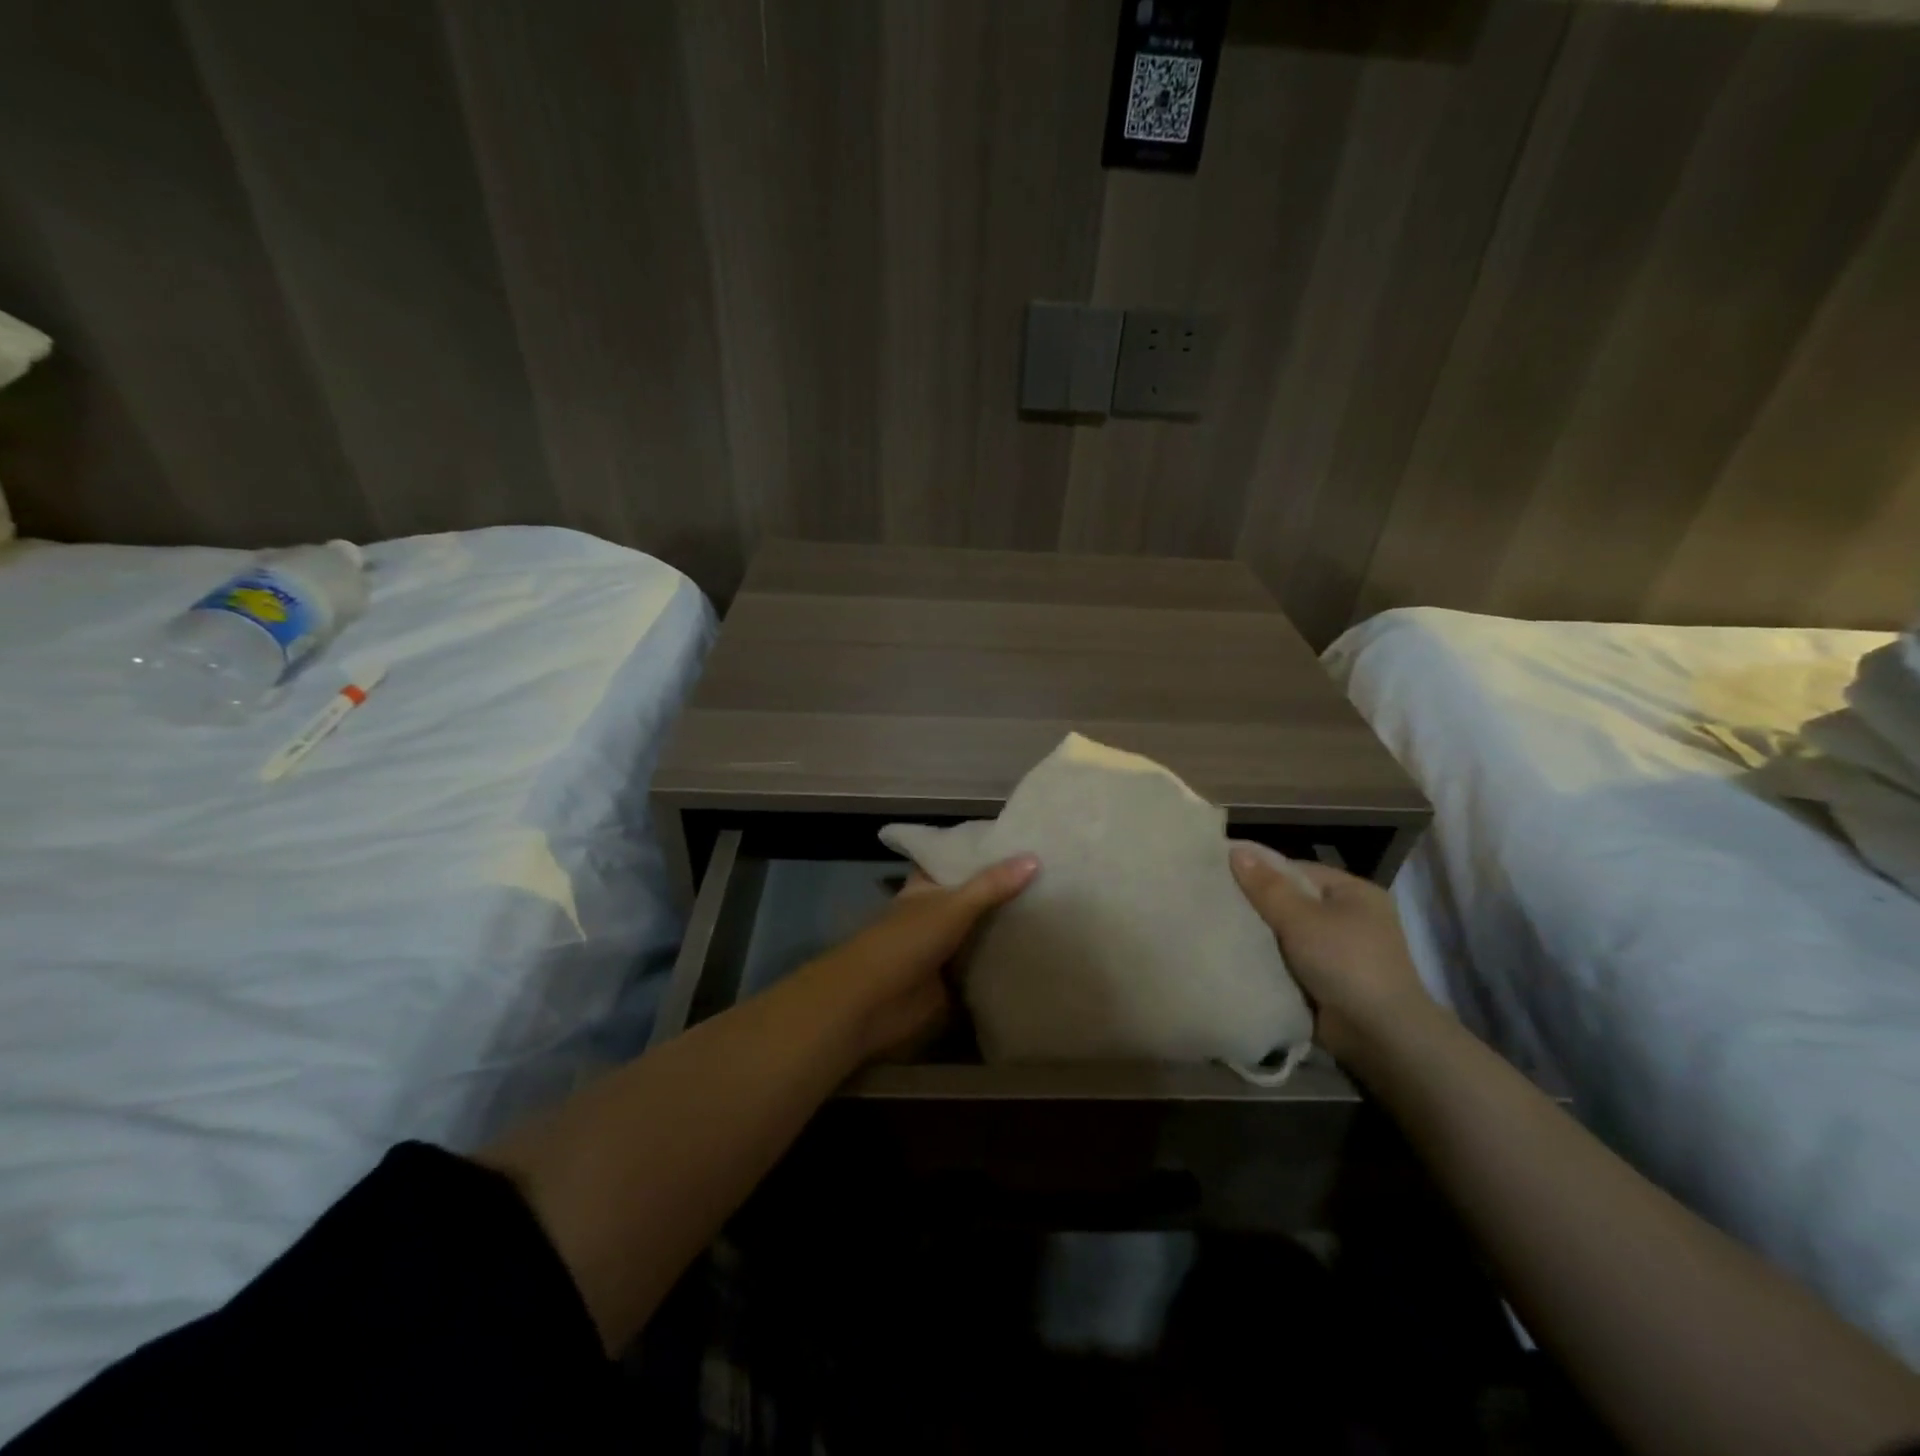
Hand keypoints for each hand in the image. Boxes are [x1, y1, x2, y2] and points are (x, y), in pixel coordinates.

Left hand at [791, 855, 1039, 1063]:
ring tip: (1057, 911)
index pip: (953, 862)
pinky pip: (985, 968)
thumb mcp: (951, 906)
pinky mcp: (954, 983)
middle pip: (974, 899)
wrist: (873, 1003)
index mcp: (926, 888)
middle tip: (1052, 877)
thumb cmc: (905, 941)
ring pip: (981, 933)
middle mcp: (935, 914)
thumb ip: (991, 885)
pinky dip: (1006, 963)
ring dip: (1007, 929)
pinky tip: (1042, 954)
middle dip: (1004, 892)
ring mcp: (944, 950)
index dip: (980, 853)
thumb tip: (1034, 859)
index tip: (1019, 843)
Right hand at [1228, 841, 1436, 1065]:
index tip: (1221, 876)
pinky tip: (1237, 956)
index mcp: (1353, 892)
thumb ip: (1267, 887)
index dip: (1260, 871)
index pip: (1296, 870)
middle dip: (1257, 905)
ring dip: (1261, 936)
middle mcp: (1350, 917)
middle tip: (1214, 903)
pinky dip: (1269, 960)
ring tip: (1218, 929)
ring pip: (1287, 933)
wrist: (1379, 1036)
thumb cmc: (1346, 963)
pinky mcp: (1328, 980)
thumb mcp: (1302, 918)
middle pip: (1291, 901)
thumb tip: (1236, 850)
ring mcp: (1340, 951)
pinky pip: (1290, 960)